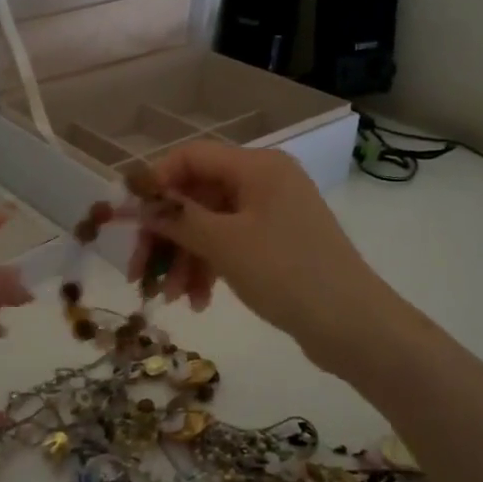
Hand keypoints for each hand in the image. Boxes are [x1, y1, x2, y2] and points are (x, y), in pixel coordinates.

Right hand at [128, 142, 387, 364]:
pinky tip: (198, 302)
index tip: (129, 216)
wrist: (353, 325)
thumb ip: (178, 218)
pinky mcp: (277, 244)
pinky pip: (230, 245)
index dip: (156, 182)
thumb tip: (142, 205)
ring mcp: (272, 214)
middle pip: (198, 195)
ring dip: (185, 258)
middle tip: (140, 271)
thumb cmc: (286, 272)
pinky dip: (210, 268)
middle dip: (166, 234)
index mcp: (257, 167)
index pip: (191, 157)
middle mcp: (265, 182)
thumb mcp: (224, 244)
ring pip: (211, 225)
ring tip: (170, 298)